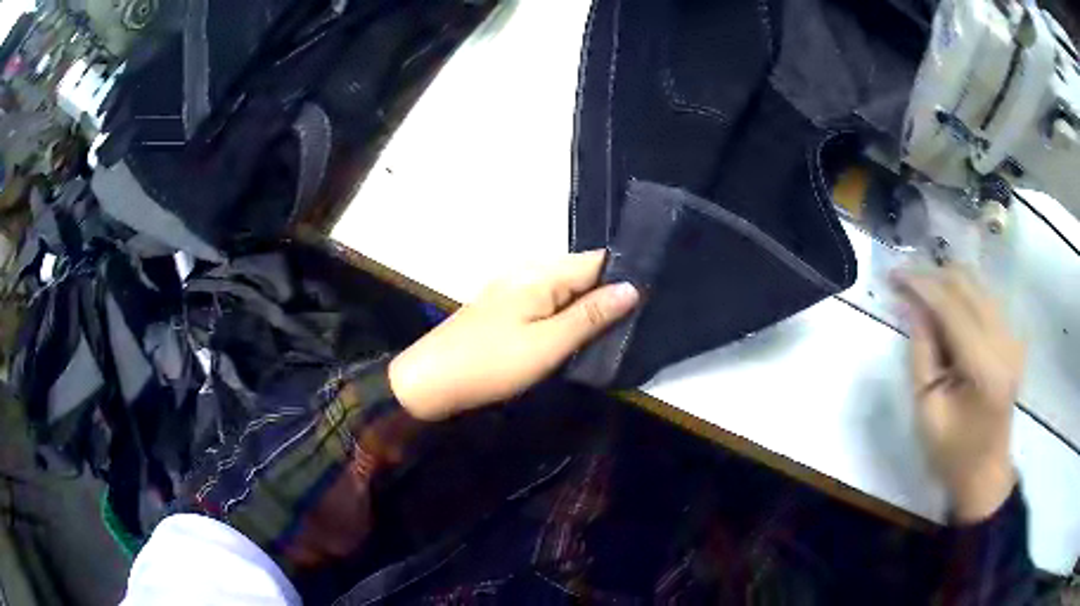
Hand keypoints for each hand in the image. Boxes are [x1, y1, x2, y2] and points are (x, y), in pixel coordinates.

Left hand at [389, 251, 638, 420]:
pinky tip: (572, 335)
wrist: (430, 381)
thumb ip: (591, 315)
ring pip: (564, 290)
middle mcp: (527, 270)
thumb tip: (633, 288)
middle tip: (634, 324)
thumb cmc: (491, 363)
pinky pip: (545, 302)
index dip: (624, 277)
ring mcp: (512, 288)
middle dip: (607, 295)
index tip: (650, 301)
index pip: (597, 261)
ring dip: (585, 308)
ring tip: (611, 333)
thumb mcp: (548, 344)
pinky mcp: (504, 306)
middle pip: (581, 274)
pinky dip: (563, 316)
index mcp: (540, 273)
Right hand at [892, 267, 1024, 522]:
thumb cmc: (952, 452)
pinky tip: (944, 311)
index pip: (952, 307)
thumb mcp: (927, 411)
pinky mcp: (1012, 336)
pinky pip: (984, 298)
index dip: (921, 285)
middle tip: (903, 284)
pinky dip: (961, 295)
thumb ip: (921, 354)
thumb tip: (913, 307)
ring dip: (946, 284)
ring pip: (977, 284)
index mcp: (985, 367)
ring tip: (921, 297)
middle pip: (967, 284)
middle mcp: (1004, 340)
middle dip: (933, 277)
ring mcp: (1012, 336)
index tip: (893, 275)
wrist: (986, 472)